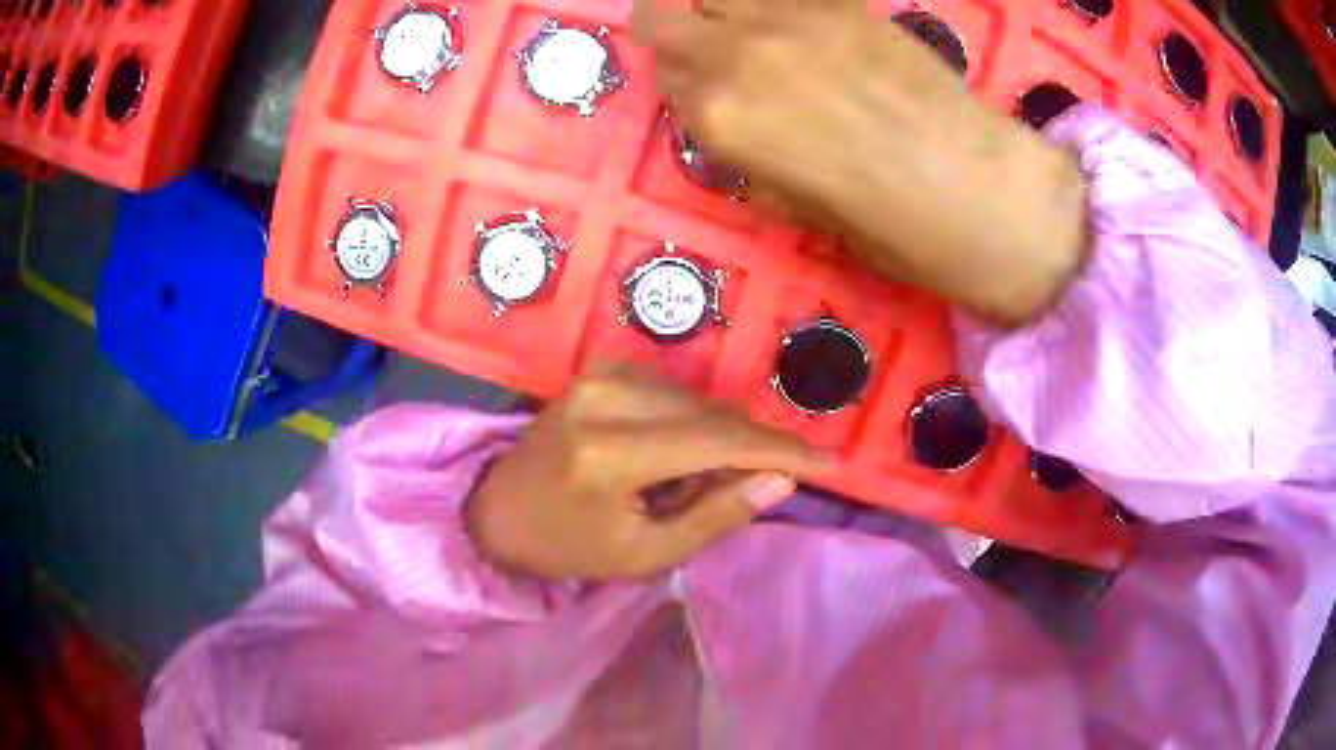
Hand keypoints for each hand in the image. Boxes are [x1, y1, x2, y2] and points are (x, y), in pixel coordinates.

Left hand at [468, 367, 824, 579]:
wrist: (498, 510)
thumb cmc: (567, 545)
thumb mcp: (644, 553)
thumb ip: (717, 514)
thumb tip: (782, 481)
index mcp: (612, 451)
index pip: (718, 441)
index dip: (780, 451)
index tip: (829, 463)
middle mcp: (608, 396)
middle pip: (714, 414)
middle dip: (747, 451)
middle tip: (746, 491)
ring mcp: (602, 374)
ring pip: (699, 401)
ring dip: (716, 440)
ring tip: (688, 484)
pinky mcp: (602, 369)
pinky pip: (675, 392)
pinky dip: (691, 424)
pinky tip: (671, 458)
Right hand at [635, 1, 1086, 325]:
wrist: (966, 184)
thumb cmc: (882, 220)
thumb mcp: (794, 209)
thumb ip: (749, 159)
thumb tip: (742, 133)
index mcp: (718, 119)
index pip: (665, 82)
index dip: (682, 86)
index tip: (703, 91)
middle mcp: (734, 56)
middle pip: (662, 19)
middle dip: (672, 32)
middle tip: (705, 46)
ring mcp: (785, 19)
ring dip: (720, 8)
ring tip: (755, 31)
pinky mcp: (837, 3)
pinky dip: (779, 7)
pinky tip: (802, 28)